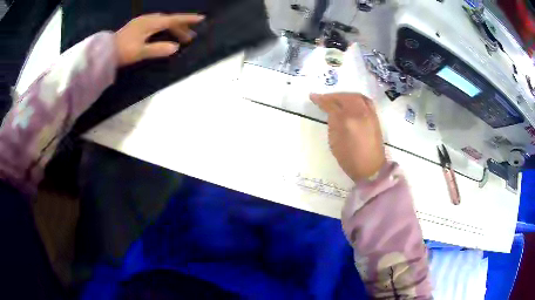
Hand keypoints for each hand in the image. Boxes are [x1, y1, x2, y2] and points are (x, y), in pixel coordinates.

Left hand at [115, 13, 204, 66]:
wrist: (104, 51)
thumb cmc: (122, 52)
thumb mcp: (140, 52)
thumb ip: (158, 49)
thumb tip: (175, 47)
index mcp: (150, 23)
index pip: (172, 20)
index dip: (187, 20)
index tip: (201, 18)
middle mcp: (147, 19)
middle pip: (168, 21)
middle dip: (180, 27)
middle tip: (189, 37)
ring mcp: (141, 22)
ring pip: (161, 22)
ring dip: (172, 28)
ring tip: (179, 37)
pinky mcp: (137, 26)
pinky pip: (155, 24)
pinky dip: (163, 28)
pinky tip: (163, 33)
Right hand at [311, 93, 385, 181]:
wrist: (371, 169)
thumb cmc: (349, 159)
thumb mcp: (334, 142)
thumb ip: (332, 123)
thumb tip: (331, 113)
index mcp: (346, 121)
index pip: (331, 105)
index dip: (321, 100)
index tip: (313, 96)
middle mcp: (359, 113)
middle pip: (345, 97)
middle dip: (333, 96)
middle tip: (324, 99)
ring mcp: (369, 114)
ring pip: (356, 96)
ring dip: (345, 95)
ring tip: (338, 99)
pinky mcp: (375, 117)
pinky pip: (365, 100)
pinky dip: (356, 98)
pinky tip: (352, 101)